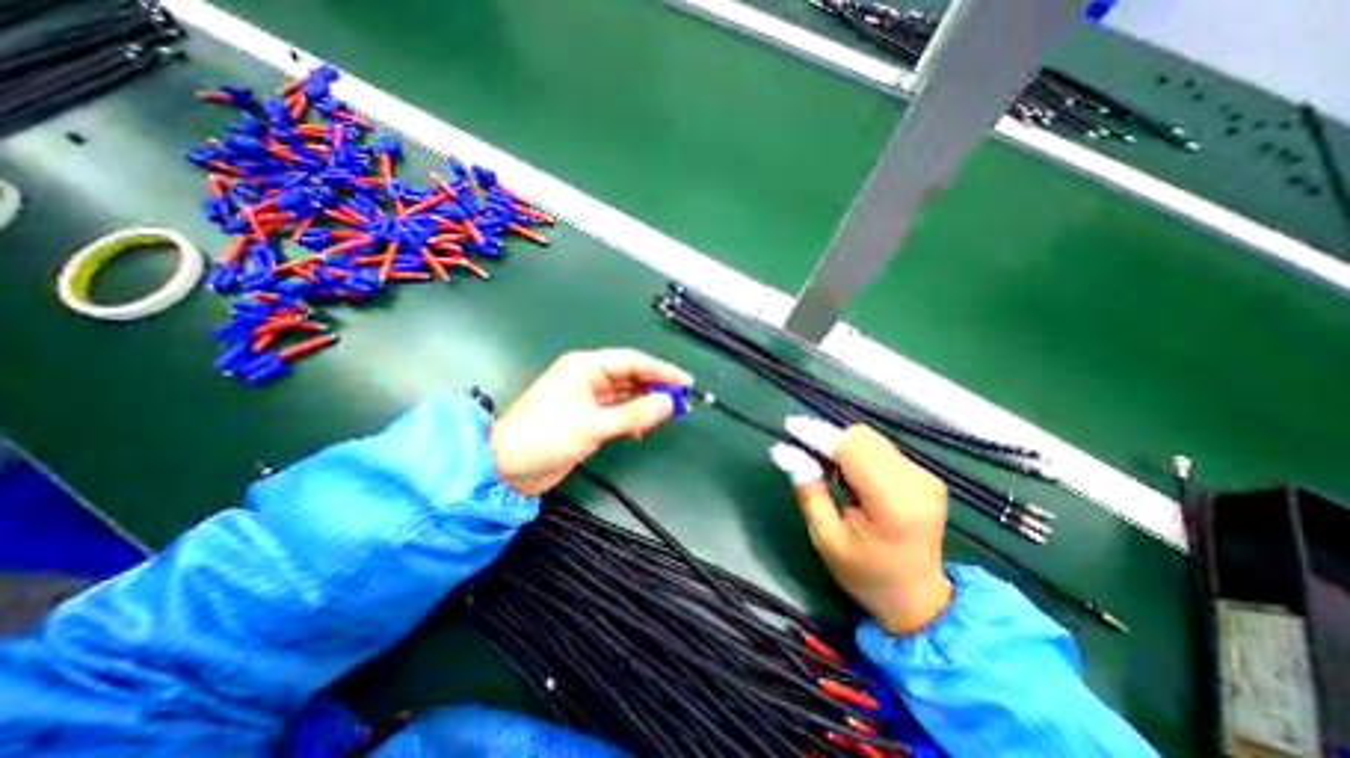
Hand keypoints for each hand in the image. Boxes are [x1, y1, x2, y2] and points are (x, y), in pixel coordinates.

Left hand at [490, 351, 695, 495]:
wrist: (506, 469)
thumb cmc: (544, 437)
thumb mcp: (591, 425)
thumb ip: (632, 414)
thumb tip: (668, 403)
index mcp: (586, 367)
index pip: (631, 361)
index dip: (660, 370)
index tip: (685, 381)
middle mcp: (589, 378)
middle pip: (631, 376)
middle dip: (656, 387)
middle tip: (682, 400)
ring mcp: (590, 399)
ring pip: (627, 395)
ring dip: (646, 404)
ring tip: (670, 414)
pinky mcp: (590, 418)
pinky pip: (620, 412)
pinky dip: (633, 419)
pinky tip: (642, 429)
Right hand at [769, 419, 945, 636]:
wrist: (917, 598)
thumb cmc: (865, 574)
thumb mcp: (826, 538)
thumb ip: (809, 490)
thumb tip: (785, 451)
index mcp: (894, 505)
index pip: (853, 451)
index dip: (820, 435)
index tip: (790, 427)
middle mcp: (917, 483)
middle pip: (863, 438)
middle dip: (830, 441)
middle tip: (808, 460)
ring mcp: (925, 477)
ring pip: (871, 439)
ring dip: (843, 447)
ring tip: (832, 476)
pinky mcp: (925, 475)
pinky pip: (880, 448)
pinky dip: (858, 455)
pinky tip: (851, 479)